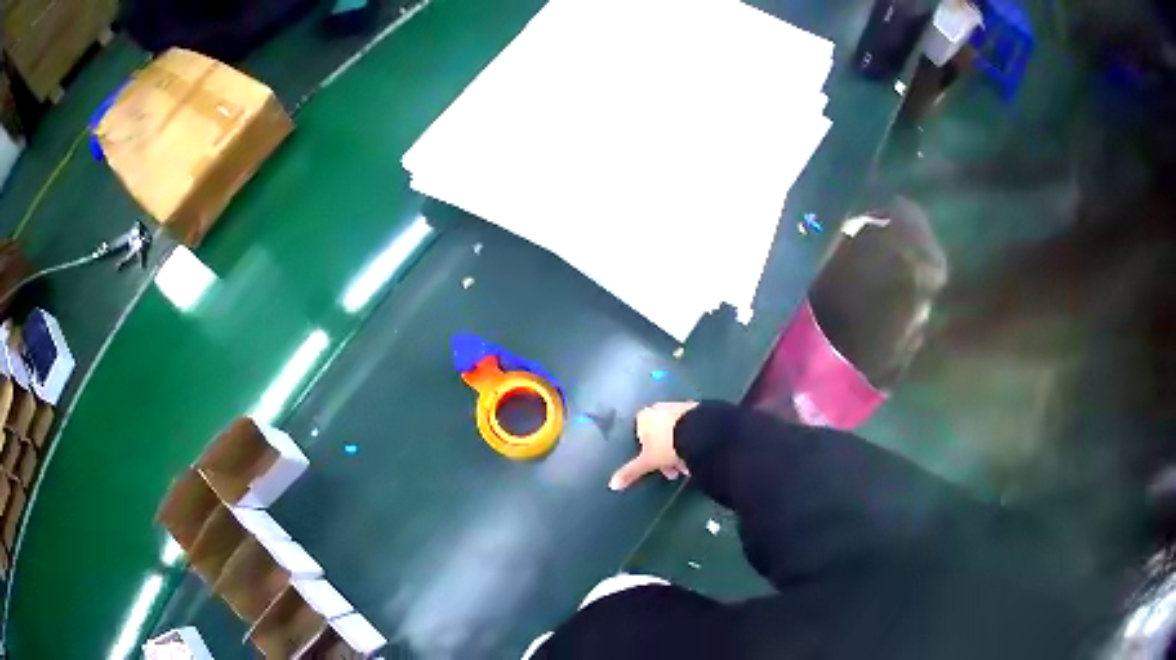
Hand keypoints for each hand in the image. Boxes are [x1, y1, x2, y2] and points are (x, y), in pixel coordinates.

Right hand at [609, 401, 698, 490]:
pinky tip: (697, 453)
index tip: (655, 467)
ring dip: (678, 450)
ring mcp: (677, 407)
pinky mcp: (695, 409)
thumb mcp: (648, 462)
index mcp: (643, 417)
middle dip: (665, 456)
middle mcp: (658, 408)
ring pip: (674, 433)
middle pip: (658, 437)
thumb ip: (630, 472)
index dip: (647, 455)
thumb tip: (612, 485)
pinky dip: (689, 440)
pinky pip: (688, 428)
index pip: (640, 437)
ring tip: (688, 467)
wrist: (699, 432)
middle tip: (674, 472)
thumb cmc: (666, 445)